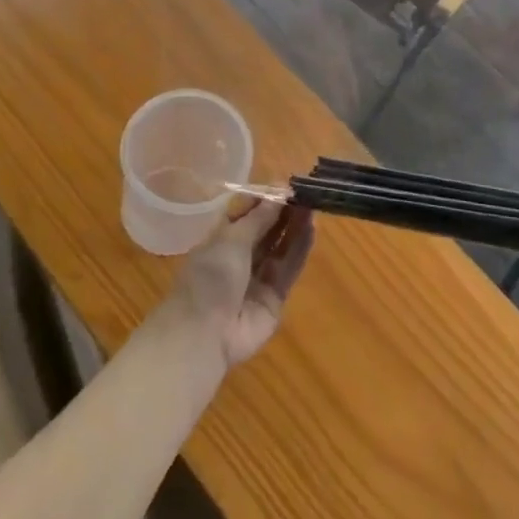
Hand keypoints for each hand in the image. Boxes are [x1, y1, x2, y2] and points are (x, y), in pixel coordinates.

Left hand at [165, 202, 314, 368]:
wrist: (205, 334)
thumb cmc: (210, 277)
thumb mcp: (231, 239)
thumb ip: (259, 217)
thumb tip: (281, 193)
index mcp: (220, 239)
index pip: (245, 212)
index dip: (264, 199)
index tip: (285, 184)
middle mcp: (239, 256)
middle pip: (266, 229)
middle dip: (283, 211)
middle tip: (305, 192)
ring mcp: (257, 277)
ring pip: (280, 247)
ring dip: (295, 226)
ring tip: (313, 205)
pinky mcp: (274, 297)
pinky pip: (289, 268)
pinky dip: (300, 249)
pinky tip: (312, 229)